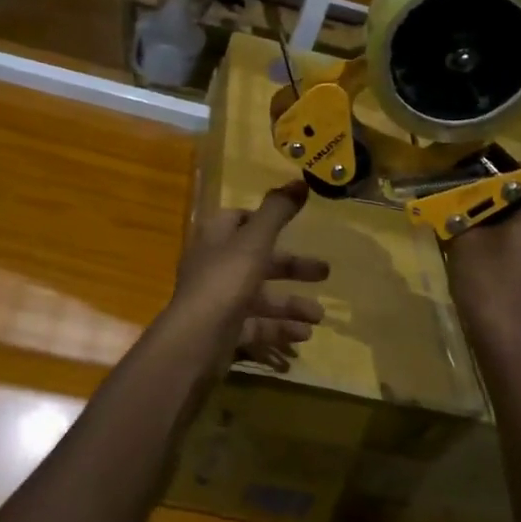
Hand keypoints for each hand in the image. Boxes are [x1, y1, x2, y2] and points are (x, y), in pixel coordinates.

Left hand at [171, 179, 329, 373]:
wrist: (195, 341)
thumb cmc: (225, 281)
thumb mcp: (255, 241)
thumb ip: (277, 211)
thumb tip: (300, 181)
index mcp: (215, 238)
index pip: (237, 220)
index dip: (263, 219)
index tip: (292, 223)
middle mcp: (214, 266)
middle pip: (256, 260)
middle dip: (292, 267)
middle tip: (325, 272)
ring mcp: (218, 301)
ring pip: (259, 297)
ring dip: (290, 304)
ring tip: (319, 316)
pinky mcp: (223, 331)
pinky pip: (256, 326)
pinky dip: (279, 329)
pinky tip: (304, 335)